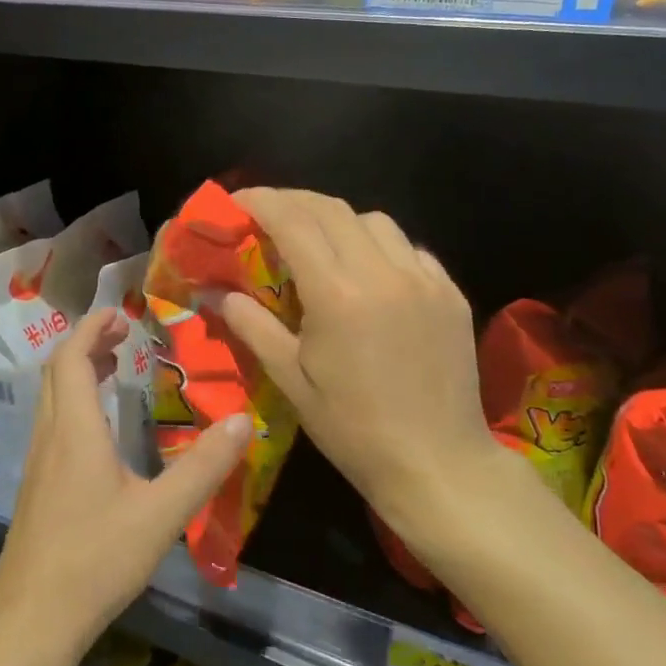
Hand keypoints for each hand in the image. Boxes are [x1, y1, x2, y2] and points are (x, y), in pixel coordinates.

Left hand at [0, 306, 251, 648]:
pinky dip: (73, 403)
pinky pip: (52, 423)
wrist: (32, 619)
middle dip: (85, 344)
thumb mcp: (161, 514)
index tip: (118, 314)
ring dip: (76, 372)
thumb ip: (203, 467)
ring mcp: (38, 463)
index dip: (91, 328)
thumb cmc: (96, 559)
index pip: (71, 357)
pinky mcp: (36, 488)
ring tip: (112, 369)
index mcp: (75, 429)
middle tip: (122, 337)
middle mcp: (50, 436)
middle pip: (56, 371)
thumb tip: (242, 420)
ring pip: (50, 398)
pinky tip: (100, 431)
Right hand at [215, 189, 501, 544]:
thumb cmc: (353, 429)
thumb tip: (215, 293)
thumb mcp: (291, 380)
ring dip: (338, 220)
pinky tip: (369, 271)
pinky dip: (379, 245)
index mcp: (337, 294)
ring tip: (319, 242)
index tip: (235, 202)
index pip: (293, 221)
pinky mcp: (451, 292)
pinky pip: (410, 248)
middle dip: (293, 201)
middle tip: (266, 213)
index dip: (260, 201)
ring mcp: (424, 279)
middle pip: (332, 209)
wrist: (439, 465)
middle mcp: (382, 273)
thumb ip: (252, 326)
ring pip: (374, 220)